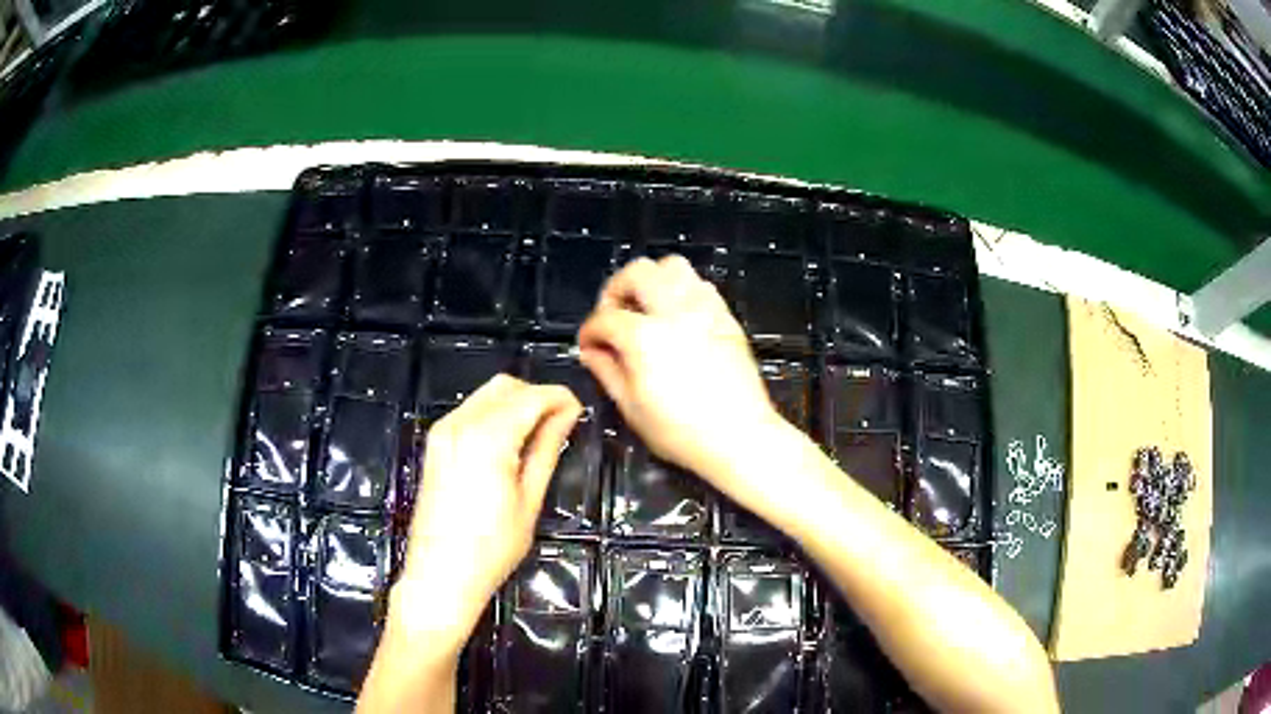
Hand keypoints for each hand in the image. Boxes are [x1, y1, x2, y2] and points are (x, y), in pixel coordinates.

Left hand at [392, 375, 581, 650]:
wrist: (440, 574)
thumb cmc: (492, 547)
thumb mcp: (529, 499)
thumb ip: (547, 448)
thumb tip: (567, 414)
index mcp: (487, 437)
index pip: (531, 397)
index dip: (560, 398)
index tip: (579, 412)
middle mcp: (460, 423)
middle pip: (506, 386)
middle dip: (537, 396)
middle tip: (560, 424)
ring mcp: (442, 430)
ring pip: (486, 395)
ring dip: (515, 403)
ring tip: (537, 435)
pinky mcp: (435, 443)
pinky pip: (469, 410)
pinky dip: (494, 414)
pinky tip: (508, 443)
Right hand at [577, 255, 787, 494]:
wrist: (740, 437)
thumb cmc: (682, 432)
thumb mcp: (632, 408)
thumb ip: (607, 372)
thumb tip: (592, 352)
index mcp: (645, 337)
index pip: (604, 318)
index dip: (589, 332)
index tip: (588, 345)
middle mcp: (674, 312)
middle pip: (638, 272)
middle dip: (616, 289)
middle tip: (613, 315)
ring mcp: (705, 310)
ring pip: (673, 266)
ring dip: (652, 281)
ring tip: (646, 309)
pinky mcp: (726, 317)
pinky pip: (701, 284)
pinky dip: (681, 291)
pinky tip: (676, 317)